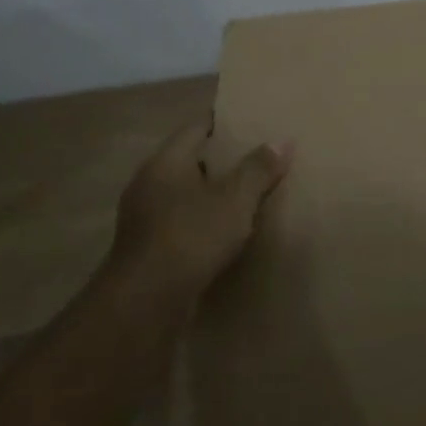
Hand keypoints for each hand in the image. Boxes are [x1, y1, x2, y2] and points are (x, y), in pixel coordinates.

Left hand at [103, 123, 290, 307]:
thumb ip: (258, 169)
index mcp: (166, 161)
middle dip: (221, 159)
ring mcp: (142, 216)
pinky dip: (200, 220)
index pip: (197, 127)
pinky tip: (224, 232)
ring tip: (245, 195)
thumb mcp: (235, 200)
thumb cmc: (190, 237)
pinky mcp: (145, 247)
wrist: (144, 303)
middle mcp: (148, 182)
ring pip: (183, 193)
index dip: (225, 122)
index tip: (251, 122)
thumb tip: (283, 140)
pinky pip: (179, 221)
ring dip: (210, 193)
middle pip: (189, 159)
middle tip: (257, 158)